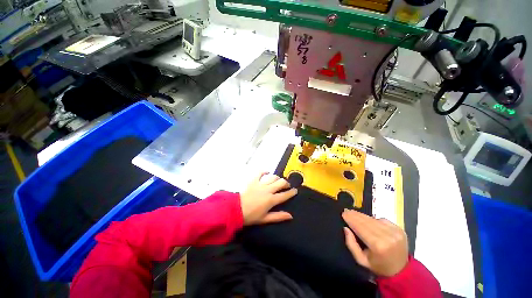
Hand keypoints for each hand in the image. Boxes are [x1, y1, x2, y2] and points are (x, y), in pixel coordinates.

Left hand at [240, 173, 297, 225]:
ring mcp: (260, 184)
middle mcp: (268, 190)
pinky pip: (260, 173)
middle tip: (287, 185)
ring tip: (278, 180)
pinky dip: (264, 171)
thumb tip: (290, 216)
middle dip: (286, 183)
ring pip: (273, 177)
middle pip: (281, 183)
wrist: (235, 209)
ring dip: (277, 178)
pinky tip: (267, 172)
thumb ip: (278, 216)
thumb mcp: (265, 219)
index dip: (291, 192)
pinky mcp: (253, 180)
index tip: (295, 190)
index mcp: (271, 200)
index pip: (285, 195)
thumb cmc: (250, 216)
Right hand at [342, 210, 407, 276]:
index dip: (351, 219)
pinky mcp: (399, 229)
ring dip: (362, 215)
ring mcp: (395, 232)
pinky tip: (368, 220)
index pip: (360, 227)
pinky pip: (382, 220)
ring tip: (354, 212)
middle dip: (355, 215)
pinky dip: (373, 219)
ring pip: (374, 219)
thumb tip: (346, 228)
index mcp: (378, 246)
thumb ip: (351, 244)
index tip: (343, 213)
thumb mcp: (361, 260)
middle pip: (367, 221)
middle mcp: (387, 237)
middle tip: (346, 210)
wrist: (401, 270)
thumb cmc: (378, 266)